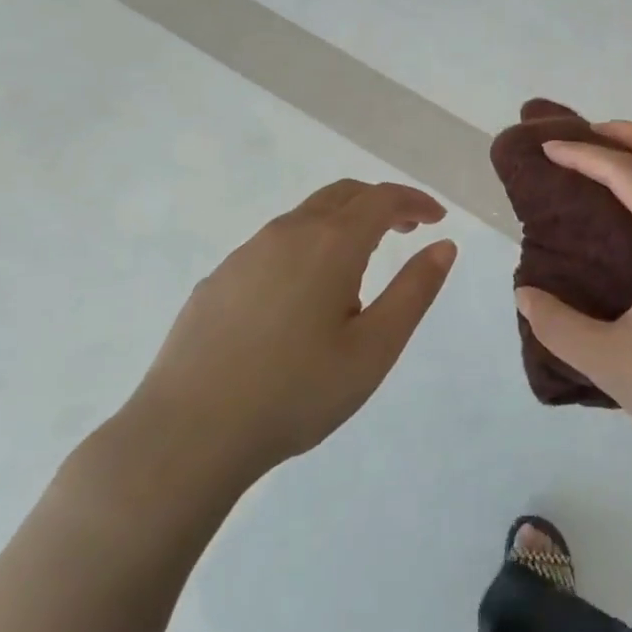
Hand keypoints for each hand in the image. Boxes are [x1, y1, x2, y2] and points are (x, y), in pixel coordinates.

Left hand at [122, 181, 456, 506]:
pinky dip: (307, 247)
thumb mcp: (374, 348)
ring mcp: (246, 254)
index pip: (383, 198)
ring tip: (358, 267)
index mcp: (331, 243)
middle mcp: (288, 233)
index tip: (437, 219)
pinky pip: (274, 245)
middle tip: (406, 232)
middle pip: (343, 194)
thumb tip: (444, 245)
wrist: (187, 436)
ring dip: (343, 224)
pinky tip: (302, 296)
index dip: (415, 202)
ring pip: (306, 217)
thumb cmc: (296, 393)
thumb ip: (414, 290)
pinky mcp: (218, 279)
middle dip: (380, 204)